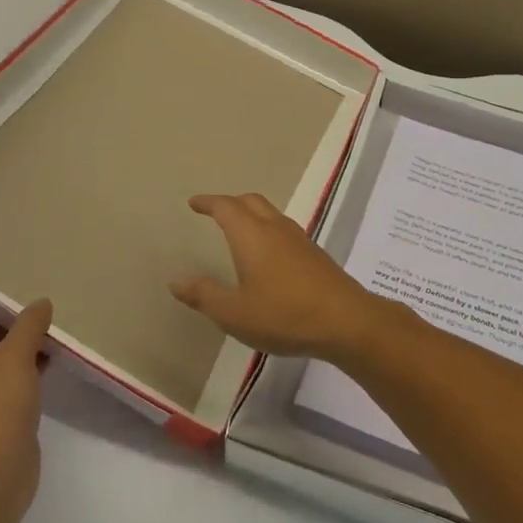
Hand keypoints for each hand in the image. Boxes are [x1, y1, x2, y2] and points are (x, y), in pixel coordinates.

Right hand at [171, 193, 383, 357]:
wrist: (345, 320)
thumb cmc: (284, 315)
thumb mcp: (235, 313)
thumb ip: (204, 295)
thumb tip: (177, 281)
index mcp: (251, 235)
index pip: (226, 207)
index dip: (208, 203)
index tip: (195, 203)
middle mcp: (275, 228)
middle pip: (251, 202)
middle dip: (231, 203)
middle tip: (215, 213)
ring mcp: (299, 239)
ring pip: (270, 214)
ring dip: (252, 215)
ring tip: (239, 232)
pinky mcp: (314, 254)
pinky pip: (284, 230)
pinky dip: (268, 230)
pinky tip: (268, 255)